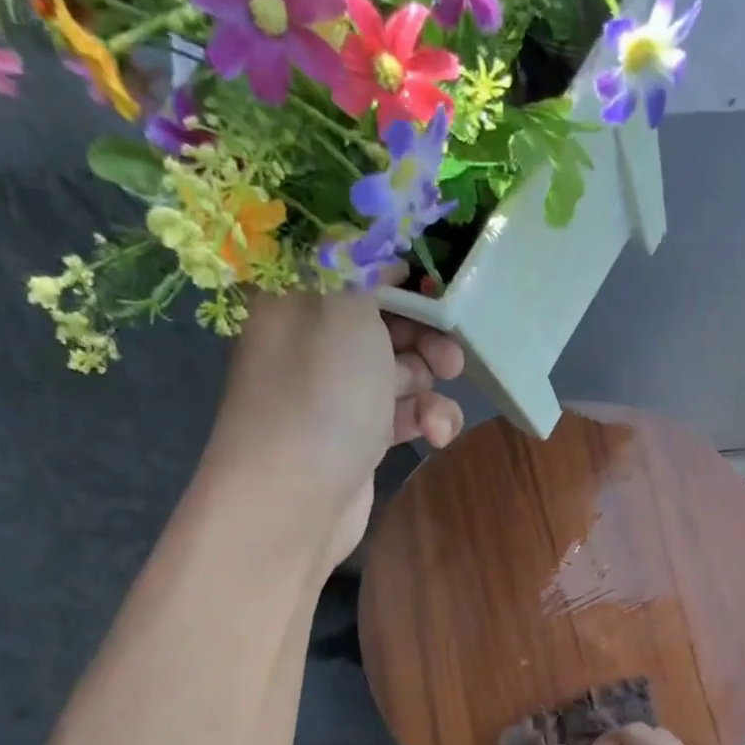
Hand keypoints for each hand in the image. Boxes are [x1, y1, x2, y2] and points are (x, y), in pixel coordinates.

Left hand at [200, 284, 464, 564]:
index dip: (403, 268)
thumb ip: (366, 264)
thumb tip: (382, 241)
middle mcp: (316, 337)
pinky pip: (404, 410)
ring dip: (432, 381)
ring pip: (403, 366)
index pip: (356, 260)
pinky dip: (426, 419)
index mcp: (299, 295)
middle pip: (388, 316)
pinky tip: (435, 435)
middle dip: (428, 332)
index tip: (442, 285)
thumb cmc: (319, 396)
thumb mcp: (344, 309)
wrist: (294, 503)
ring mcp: (338, 389)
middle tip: (451, 352)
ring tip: (440, 399)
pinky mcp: (361, 432)